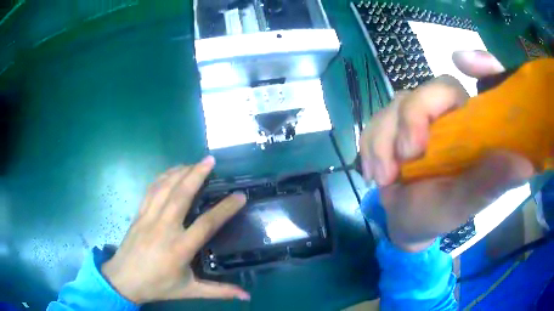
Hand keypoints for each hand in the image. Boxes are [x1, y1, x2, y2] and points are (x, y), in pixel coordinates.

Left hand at [101, 156, 249, 302]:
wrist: (124, 279)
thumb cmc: (157, 286)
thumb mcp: (190, 291)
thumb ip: (219, 292)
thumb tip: (247, 296)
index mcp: (180, 248)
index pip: (207, 224)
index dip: (225, 208)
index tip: (240, 196)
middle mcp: (164, 228)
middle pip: (182, 194)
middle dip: (197, 174)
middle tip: (211, 160)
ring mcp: (149, 218)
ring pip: (165, 187)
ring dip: (180, 171)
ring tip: (194, 162)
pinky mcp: (139, 214)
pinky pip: (151, 189)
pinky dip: (163, 177)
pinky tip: (171, 172)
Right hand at [360, 51, 534, 251]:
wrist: (406, 224)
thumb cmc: (440, 215)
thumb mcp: (465, 204)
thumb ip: (491, 183)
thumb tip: (525, 162)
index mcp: (477, 128)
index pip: (486, 82)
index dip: (481, 63)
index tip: (463, 61)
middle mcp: (452, 115)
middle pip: (432, 87)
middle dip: (413, 117)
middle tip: (406, 156)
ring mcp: (422, 117)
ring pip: (398, 102)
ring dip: (385, 140)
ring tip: (385, 178)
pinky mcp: (395, 124)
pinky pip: (376, 119)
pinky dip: (370, 145)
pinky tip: (376, 173)